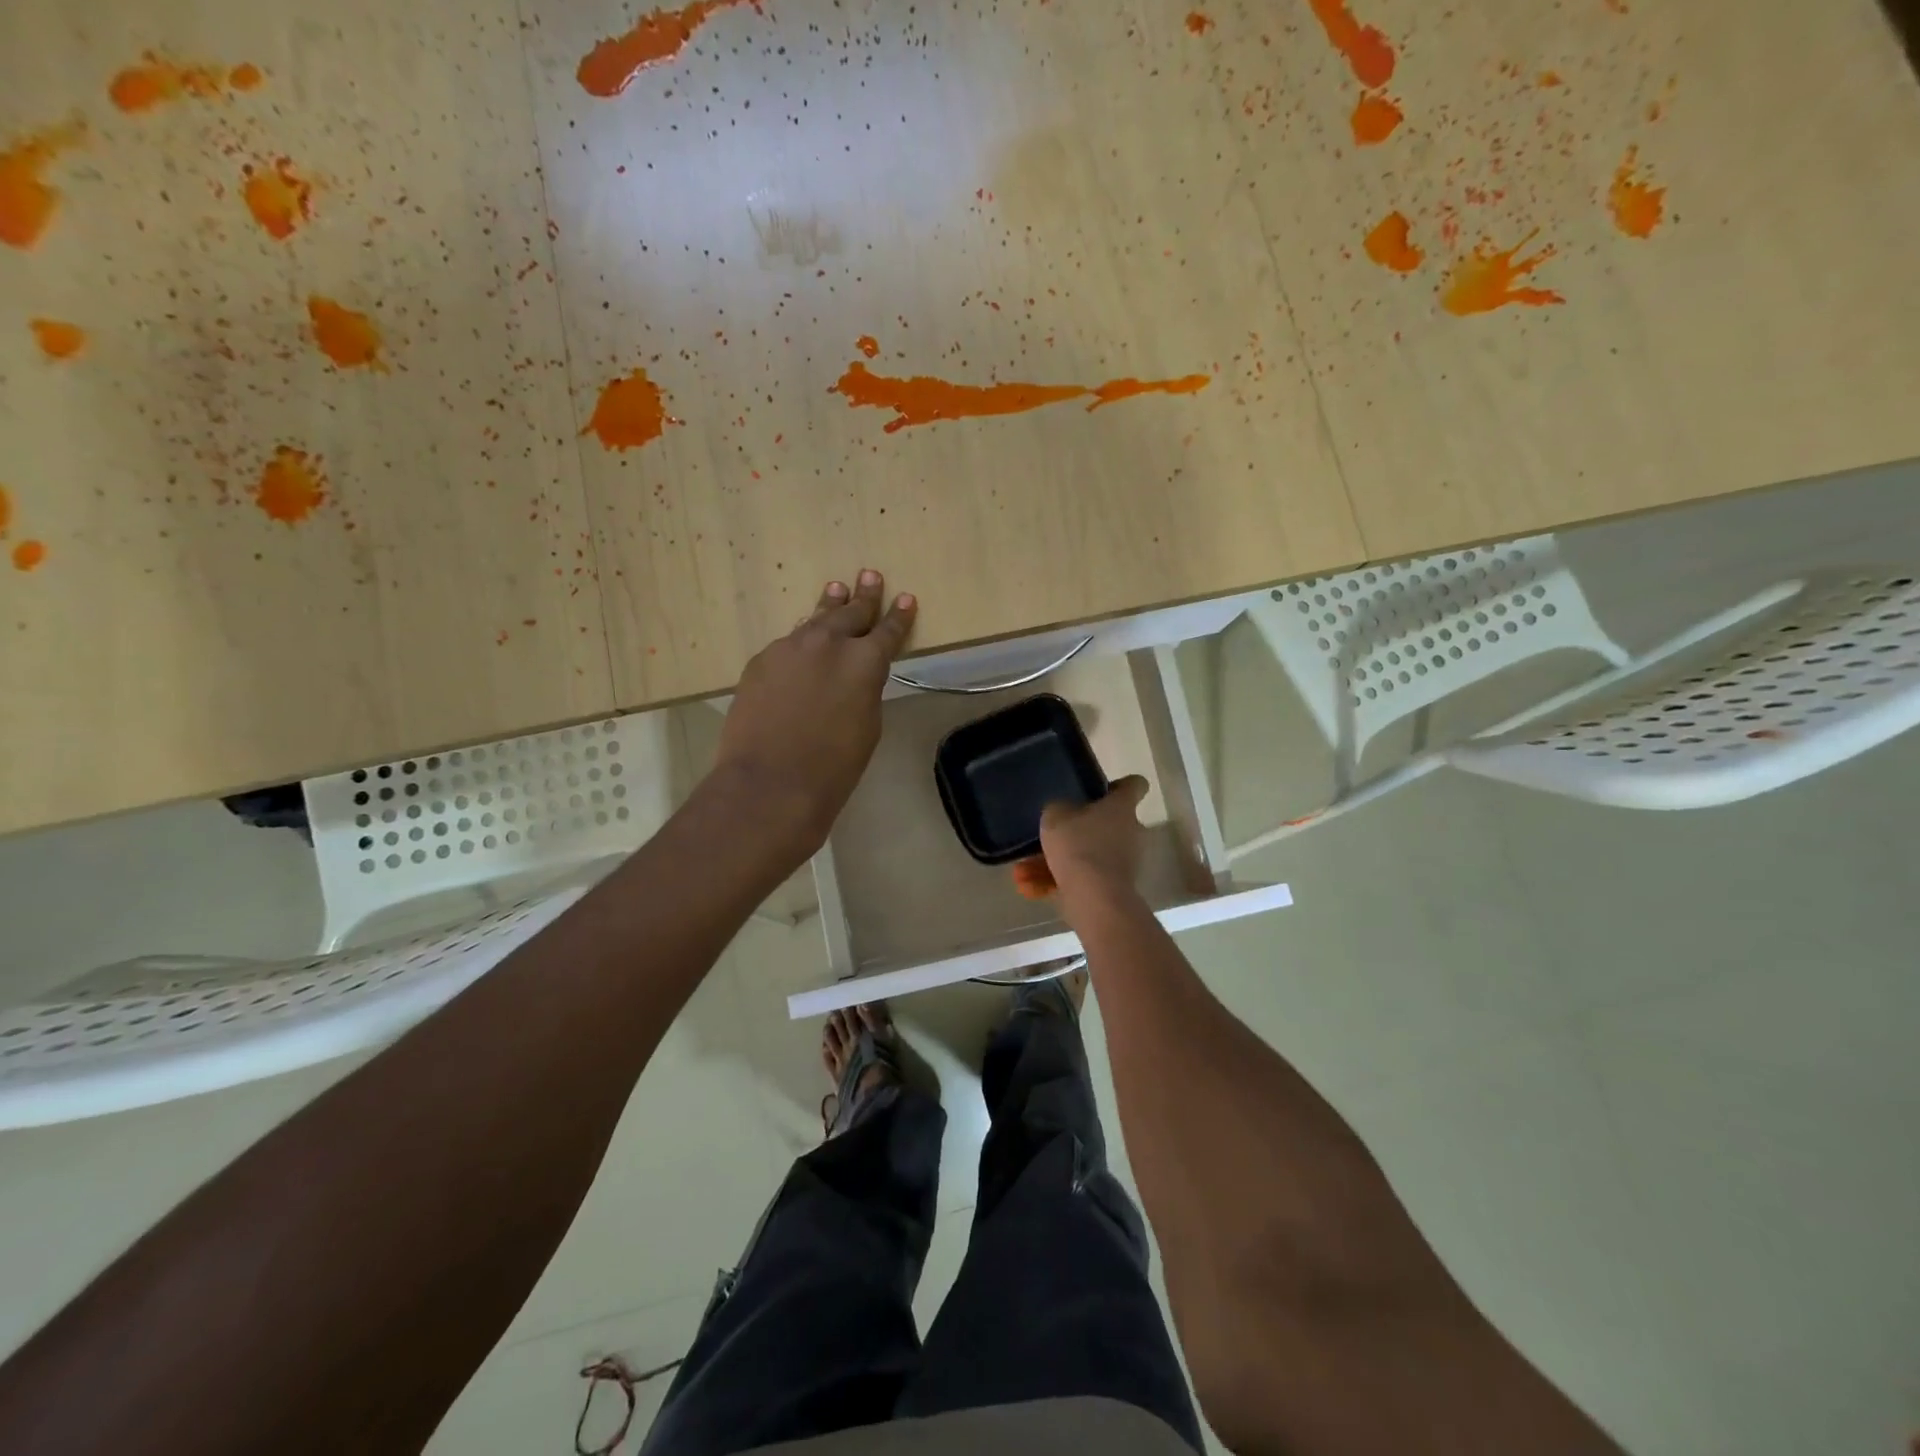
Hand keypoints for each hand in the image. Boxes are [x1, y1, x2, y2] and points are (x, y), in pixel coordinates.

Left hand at [713, 570, 915, 859]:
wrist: (769, 783)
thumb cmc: (833, 767)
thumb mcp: (867, 726)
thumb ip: (865, 690)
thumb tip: (856, 675)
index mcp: (864, 662)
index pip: (888, 632)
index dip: (899, 616)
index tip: (906, 599)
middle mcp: (828, 644)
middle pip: (850, 613)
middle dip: (864, 597)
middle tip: (869, 577)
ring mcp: (789, 648)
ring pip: (815, 621)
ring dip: (829, 606)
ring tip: (836, 589)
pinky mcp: (761, 661)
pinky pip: (788, 644)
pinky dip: (801, 640)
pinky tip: (803, 639)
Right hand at [1039, 775, 1150, 898]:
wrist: (1095, 898)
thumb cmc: (1078, 845)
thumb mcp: (1055, 816)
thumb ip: (1057, 808)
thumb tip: (1062, 810)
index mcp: (1121, 807)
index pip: (1135, 785)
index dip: (1121, 785)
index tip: (1103, 789)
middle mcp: (1129, 832)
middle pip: (1106, 824)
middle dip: (1077, 830)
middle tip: (1050, 834)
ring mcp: (1123, 862)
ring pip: (1086, 855)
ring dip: (1056, 862)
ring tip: (1023, 871)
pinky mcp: (1112, 888)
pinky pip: (1081, 879)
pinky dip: (1057, 883)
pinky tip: (1028, 889)